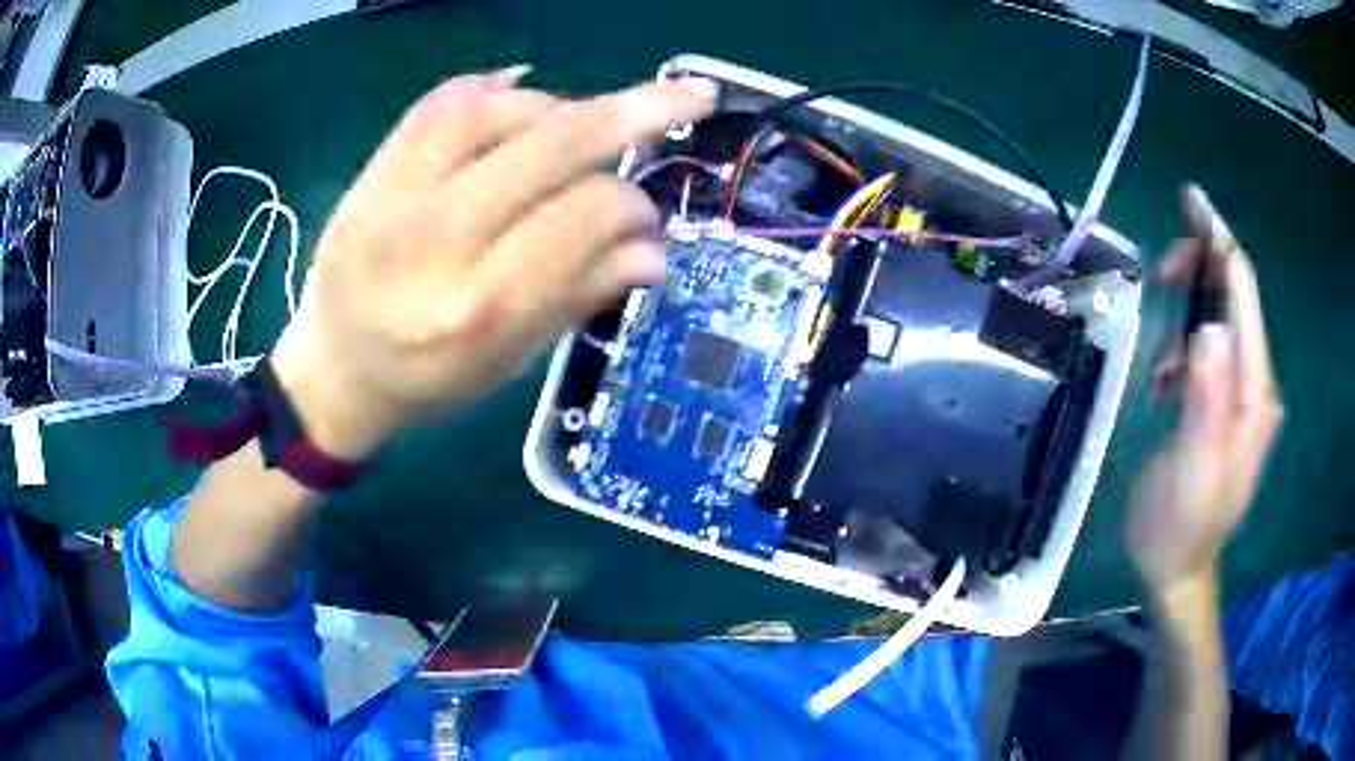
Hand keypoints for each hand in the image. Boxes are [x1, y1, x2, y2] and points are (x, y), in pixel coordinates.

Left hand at [269, 69, 717, 458]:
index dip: (632, 204)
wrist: (333, 369)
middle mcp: (434, 241)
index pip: (581, 216)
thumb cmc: (427, 382)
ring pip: (502, 109)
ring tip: (584, 128)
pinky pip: (443, 100)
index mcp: (476, 308)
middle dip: (635, 110)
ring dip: (563, 107)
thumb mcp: (510, 363)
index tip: (649, 217)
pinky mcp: (372, 171)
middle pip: (550, 143)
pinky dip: (494, 88)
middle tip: (691, 95)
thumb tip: (657, 250)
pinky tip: (524, 94)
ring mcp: (393, 195)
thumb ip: (579, 296)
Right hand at [1126, 185, 1283, 595]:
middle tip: (1159, 276)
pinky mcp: (1229, 401)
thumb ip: (1206, 399)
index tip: (1190, 198)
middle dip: (1198, 271)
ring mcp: (1245, 393)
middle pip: (1235, 296)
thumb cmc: (1178, 526)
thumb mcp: (1189, 468)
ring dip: (1188, 313)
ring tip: (1160, 360)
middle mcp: (1257, 383)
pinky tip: (1167, 380)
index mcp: (1254, 393)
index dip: (1219, 241)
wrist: (1179, 570)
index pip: (1243, 294)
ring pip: (1222, 318)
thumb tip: (1211, 328)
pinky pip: (1212, 347)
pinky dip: (1186, 345)